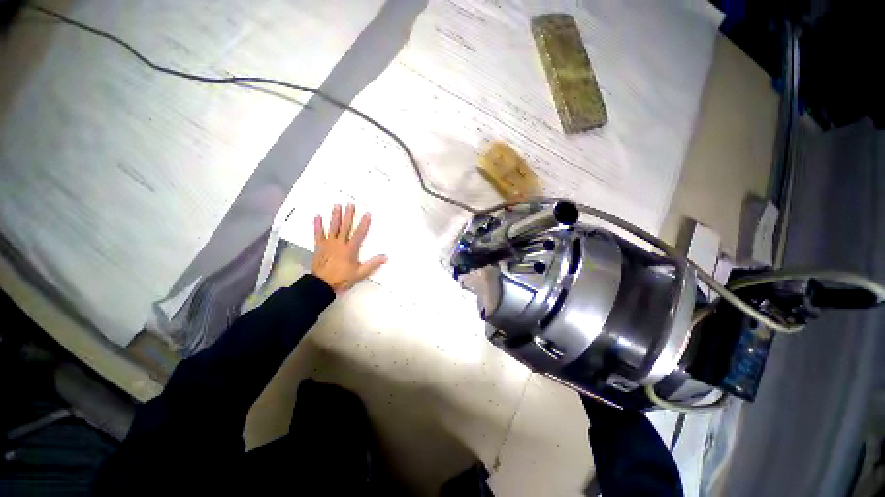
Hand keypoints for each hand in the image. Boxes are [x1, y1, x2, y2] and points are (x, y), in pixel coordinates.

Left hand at [311, 204, 387, 293]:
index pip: (359, 233)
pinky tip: (317, 216)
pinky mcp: (319, 246)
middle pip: (345, 226)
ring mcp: (328, 244)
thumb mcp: (360, 273)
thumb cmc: (342, 278)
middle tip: (350, 204)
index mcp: (350, 249)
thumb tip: (385, 257)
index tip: (367, 213)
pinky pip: (318, 233)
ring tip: (337, 205)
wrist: (322, 284)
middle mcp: (339, 243)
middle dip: (349, 214)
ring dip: (335, 216)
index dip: (364, 223)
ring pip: (333, 227)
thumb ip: (373, 264)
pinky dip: (318, 225)